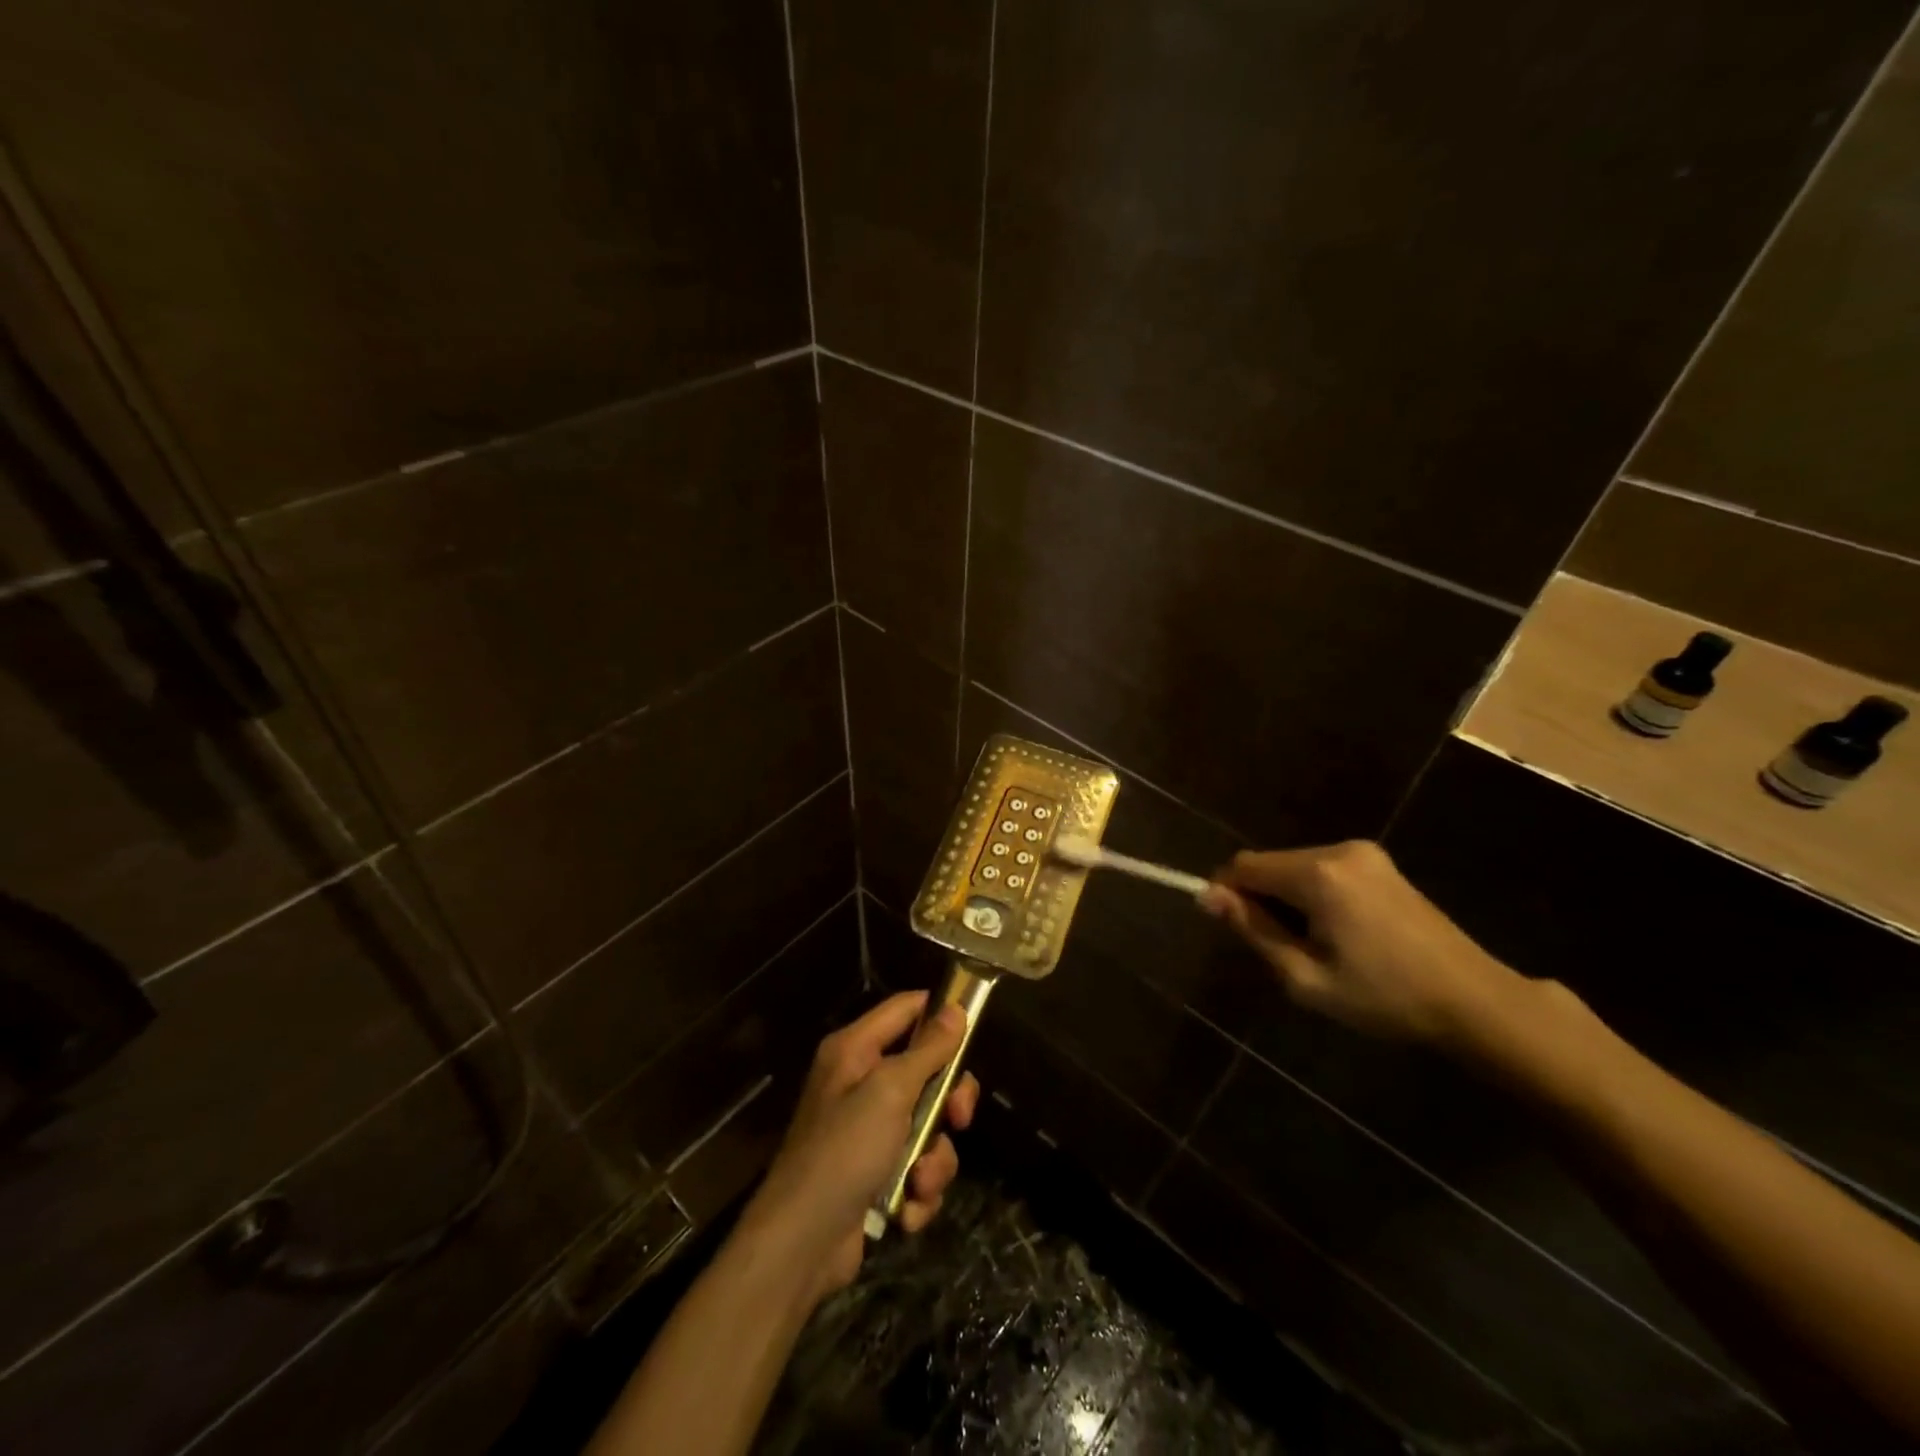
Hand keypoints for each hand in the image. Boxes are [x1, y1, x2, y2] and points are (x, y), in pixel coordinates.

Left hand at [740, 992, 978, 1304]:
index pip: (906, 1008)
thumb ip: (928, 1050)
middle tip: (958, 1118)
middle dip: (948, 1101)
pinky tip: (906, 1210)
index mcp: (856, 1050)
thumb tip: (955, 1009)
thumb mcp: (890, 1091)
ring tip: (919, 1182)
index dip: (941, 1013)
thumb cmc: (844, 1151)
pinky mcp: (876, 1175)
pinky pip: (917, 1168)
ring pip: (928, 1127)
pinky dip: (918, 1191)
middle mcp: (862, 1083)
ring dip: (934, 1160)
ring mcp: (869, 1132)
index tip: (975, 1029)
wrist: (800, 1245)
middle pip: (927, 1070)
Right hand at [1202, 840, 1518, 1043]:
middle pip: (1270, 864)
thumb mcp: (1305, 976)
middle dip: (1261, 898)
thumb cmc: (1384, 996)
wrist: (1474, 1000)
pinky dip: (1314, 894)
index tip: (1232, 928)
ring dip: (1288, 898)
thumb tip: (1208, 896)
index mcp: (1318, 874)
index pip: (1244, 865)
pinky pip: (1323, 869)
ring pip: (1296, 866)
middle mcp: (1338, 850)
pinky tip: (1339, 931)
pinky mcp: (1381, 863)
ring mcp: (1364, 853)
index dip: (1226, 891)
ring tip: (1315, 945)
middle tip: (1282, 948)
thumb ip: (1253, 930)